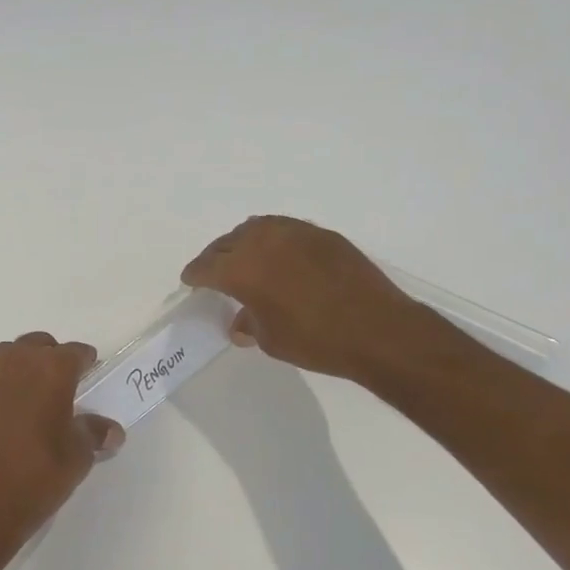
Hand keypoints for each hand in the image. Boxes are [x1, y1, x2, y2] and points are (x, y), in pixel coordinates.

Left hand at [0, 332, 124, 552]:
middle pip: (37, 345)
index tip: (90, 371)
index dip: (85, 361)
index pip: (74, 352)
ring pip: (6, 358)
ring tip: (30, 397)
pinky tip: (1, 419)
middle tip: (61, 384)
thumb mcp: (77, 457)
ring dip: (20, 369)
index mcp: (50, 369)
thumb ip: (93, 434)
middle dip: (51, 358)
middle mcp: (14, 362)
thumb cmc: (37, 475)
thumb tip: (110, 430)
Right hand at [182, 215, 442, 382]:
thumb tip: (240, 321)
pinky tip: (280, 256)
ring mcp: (295, 232)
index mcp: (242, 269)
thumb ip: (249, 323)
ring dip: (243, 242)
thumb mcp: (271, 340)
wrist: (378, 329)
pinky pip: (285, 229)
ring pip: (256, 228)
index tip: (190, 280)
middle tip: (214, 271)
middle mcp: (263, 242)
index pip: (206, 267)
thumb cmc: (316, 341)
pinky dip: (272, 239)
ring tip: (245, 258)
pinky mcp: (321, 234)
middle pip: (227, 243)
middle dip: (216, 257)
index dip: (195, 275)